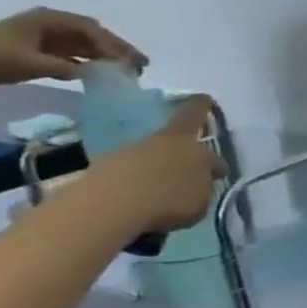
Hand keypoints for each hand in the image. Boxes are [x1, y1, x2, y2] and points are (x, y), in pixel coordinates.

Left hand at [0, 8, 147, 85]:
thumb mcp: (32, 63)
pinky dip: (88, 62)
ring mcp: (45, 36)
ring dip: (105, 57)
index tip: (132, 62)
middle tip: (140, 66)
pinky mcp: (39, 49)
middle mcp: (51, 24)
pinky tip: (99, 74)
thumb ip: (68, 67)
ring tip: (125, 72)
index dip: (115, 46)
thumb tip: (100, 74)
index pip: (92, 30)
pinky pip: (72, 53)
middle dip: (117, 50)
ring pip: (85, 44)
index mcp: (50, 20)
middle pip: (93, 35)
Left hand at [79, 96, 220, 233]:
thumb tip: (203, 174)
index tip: (205, 99)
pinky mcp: (101, 173)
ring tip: (168, 184)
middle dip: (182, 143)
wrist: (109, 208)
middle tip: (191, 154)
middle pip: (171, 135)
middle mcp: (156, 140)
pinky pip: (129, 172)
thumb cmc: (170, 198)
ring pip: (150, 154)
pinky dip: (138, 181)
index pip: (195, 114)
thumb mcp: (203, 193)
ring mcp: (125, 154)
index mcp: (185, 139)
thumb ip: (205, 179)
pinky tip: (144, 196)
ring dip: (159, 165)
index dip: (202, 107)